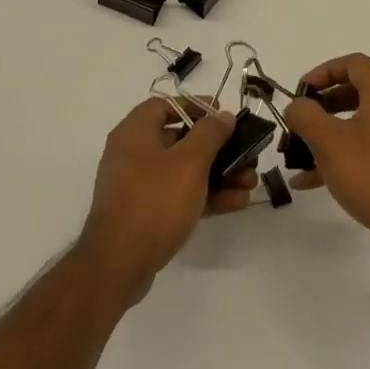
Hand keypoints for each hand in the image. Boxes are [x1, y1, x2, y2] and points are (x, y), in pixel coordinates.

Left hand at [80, 98, 256, 296]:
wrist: (119, 263)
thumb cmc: (155, 201)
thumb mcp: (189, 162)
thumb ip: (210, 134)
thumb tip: (222, 115)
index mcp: (135, 133)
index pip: (164, 105)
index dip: (195, 106)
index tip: (223, 114)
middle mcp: (133, 154)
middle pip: (180, 139)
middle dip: (218, 147)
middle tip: (247, 153)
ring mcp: (139, 186)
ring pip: (185, 171)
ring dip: (219, 174)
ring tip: (250, 182)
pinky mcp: (147, 213)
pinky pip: (180, 196)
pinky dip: (206, 196)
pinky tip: (237, 202)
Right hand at [284, 54, 369, 263]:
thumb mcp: (328, 141)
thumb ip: (305, 116)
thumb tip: (296, 105)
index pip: (354, 63)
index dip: (324, 71)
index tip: (301, 90)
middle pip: (356, 92)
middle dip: (323, 103)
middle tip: (300, 118)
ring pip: (359, 124)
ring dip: (328, 133)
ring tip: (299, 151)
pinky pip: (366, 151)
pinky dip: (341, 157)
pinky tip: (310, 181)